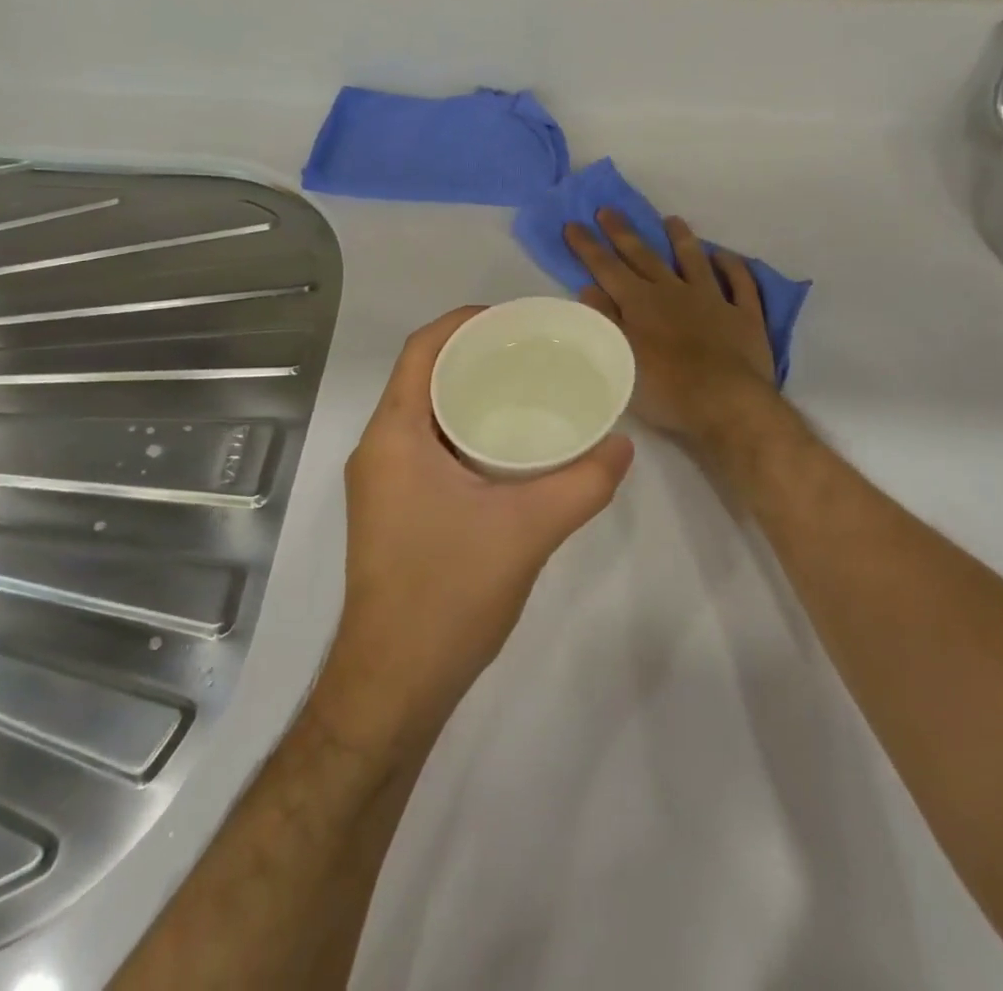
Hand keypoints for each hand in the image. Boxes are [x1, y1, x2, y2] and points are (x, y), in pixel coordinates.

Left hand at [309, 308, 634, 761]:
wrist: (394, 684)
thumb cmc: (448, 594)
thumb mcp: (528, 530)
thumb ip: (583, 483)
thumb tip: (623, 446)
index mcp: (394, 435)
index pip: (422, 350)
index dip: (463, 322)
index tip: (513, 319)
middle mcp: (378, 448)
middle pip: (423, 376)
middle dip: (473, 356)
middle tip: (530, 353)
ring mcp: (380, 482)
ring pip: (424, 414)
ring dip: (467, 395)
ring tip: (524, 390)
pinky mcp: (391, 509)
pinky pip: (425, 446)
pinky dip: (461, 430)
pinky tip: (504, 447)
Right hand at [566, 210, 778, 443]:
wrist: (727, 403)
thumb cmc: (665, 388)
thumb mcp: (620, 356)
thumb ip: (605, 320)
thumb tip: (590, 287)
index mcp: (640, 302)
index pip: (607, 268)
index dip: (588, 246)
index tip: (573, 223)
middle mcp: (674, 292)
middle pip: (644, 256)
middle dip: (623, 233)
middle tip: (608, 209)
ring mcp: (712, 300)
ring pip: (694, 260)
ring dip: (681, 239)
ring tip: (671, 219)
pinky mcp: (744, 316)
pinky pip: (740, 283)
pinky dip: (732, 267)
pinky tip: (725, 256)